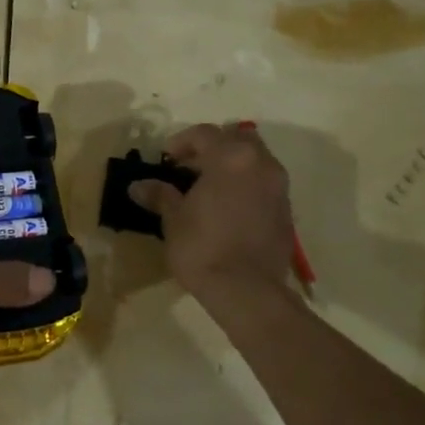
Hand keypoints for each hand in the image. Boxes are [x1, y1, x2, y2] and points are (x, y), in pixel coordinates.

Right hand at [129, 123, 296, 306]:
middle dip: (214, 147)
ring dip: (233, 165)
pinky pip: (265, 183)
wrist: (247, 290)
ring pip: (256, 159)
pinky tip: (229, 207)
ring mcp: (279, 186)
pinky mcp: (286, 210)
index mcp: (231, 158)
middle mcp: (261, 163)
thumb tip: (137, 186)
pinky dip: (247, 185)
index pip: (204, 133)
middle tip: (191, 167)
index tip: (166, 159)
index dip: (181, 142)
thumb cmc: (203, 248)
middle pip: (237, 138)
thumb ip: (160, 195)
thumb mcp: (173, 220)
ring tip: (210, 187)